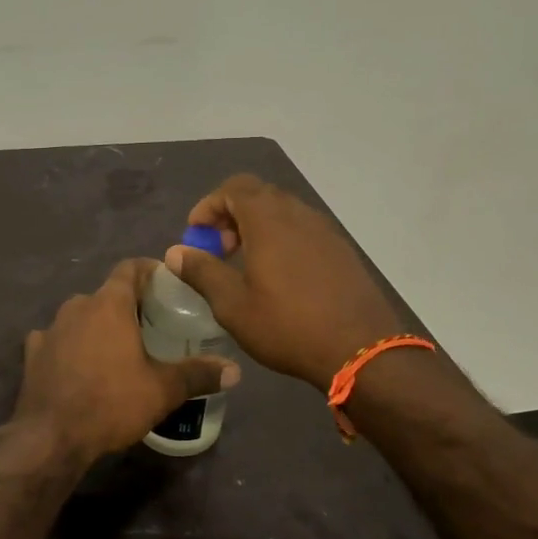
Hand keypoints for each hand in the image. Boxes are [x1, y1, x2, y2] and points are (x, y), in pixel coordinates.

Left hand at [14, 259, 239, 462]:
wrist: (51, 437)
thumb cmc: (111, 403)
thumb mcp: (163, 390)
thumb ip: (198, 374)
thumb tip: (235, 370)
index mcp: (109, 304)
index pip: (130, 268)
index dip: (149, 270)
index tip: (166, 282)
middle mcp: (77, 306)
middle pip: (107, 294)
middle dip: (128, 304)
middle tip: (151, 324)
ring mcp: (50, 329)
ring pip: (81, 316)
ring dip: (98, 325)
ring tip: (119, 348)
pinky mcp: (32, 353)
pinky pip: (57, 339)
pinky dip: (71, 346)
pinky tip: (80, 366)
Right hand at [164, 175, 405, 388]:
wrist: (362, 350)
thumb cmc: (288, 326)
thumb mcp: (233, 305)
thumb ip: (202, 272)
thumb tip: (176, 252)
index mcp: (269, 220)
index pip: (233, 188)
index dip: (208, 206)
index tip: (196, 236)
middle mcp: (298, 214)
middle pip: (258, 195)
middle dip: (231, 215)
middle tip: (219, 249)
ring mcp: (325, 231)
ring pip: (283, 212)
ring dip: (257, 227)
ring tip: (246, 264)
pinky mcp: (341, 250)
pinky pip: (303, 230)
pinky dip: (281, 239)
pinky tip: (278, 277)